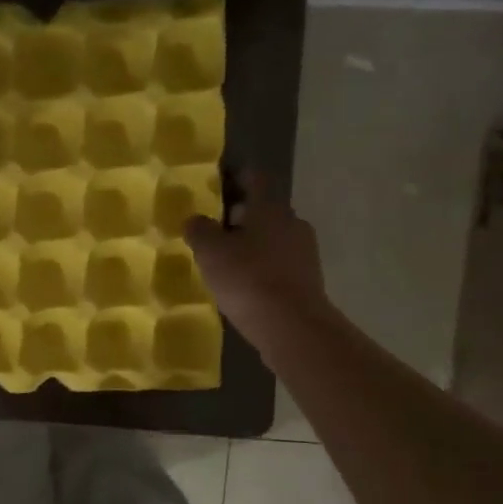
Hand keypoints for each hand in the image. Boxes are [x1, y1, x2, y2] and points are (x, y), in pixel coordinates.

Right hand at [184, 174, 330, 346]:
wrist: (291, 325)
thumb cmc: (247, 278)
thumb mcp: (211, 252)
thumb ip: (199, 230)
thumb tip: (195, 220)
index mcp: (269, 208)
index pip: (254, 179)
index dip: (236, 177)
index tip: (218, 183)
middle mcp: (291, 222)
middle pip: (263, 210)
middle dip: (239, 216)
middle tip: (213, 229)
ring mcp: (304, 252)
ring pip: (272, 238)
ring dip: (251, 244)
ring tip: (225, 260)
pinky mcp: (307, 279)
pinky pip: (278, 264)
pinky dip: (261, 267)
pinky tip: (244, 284)